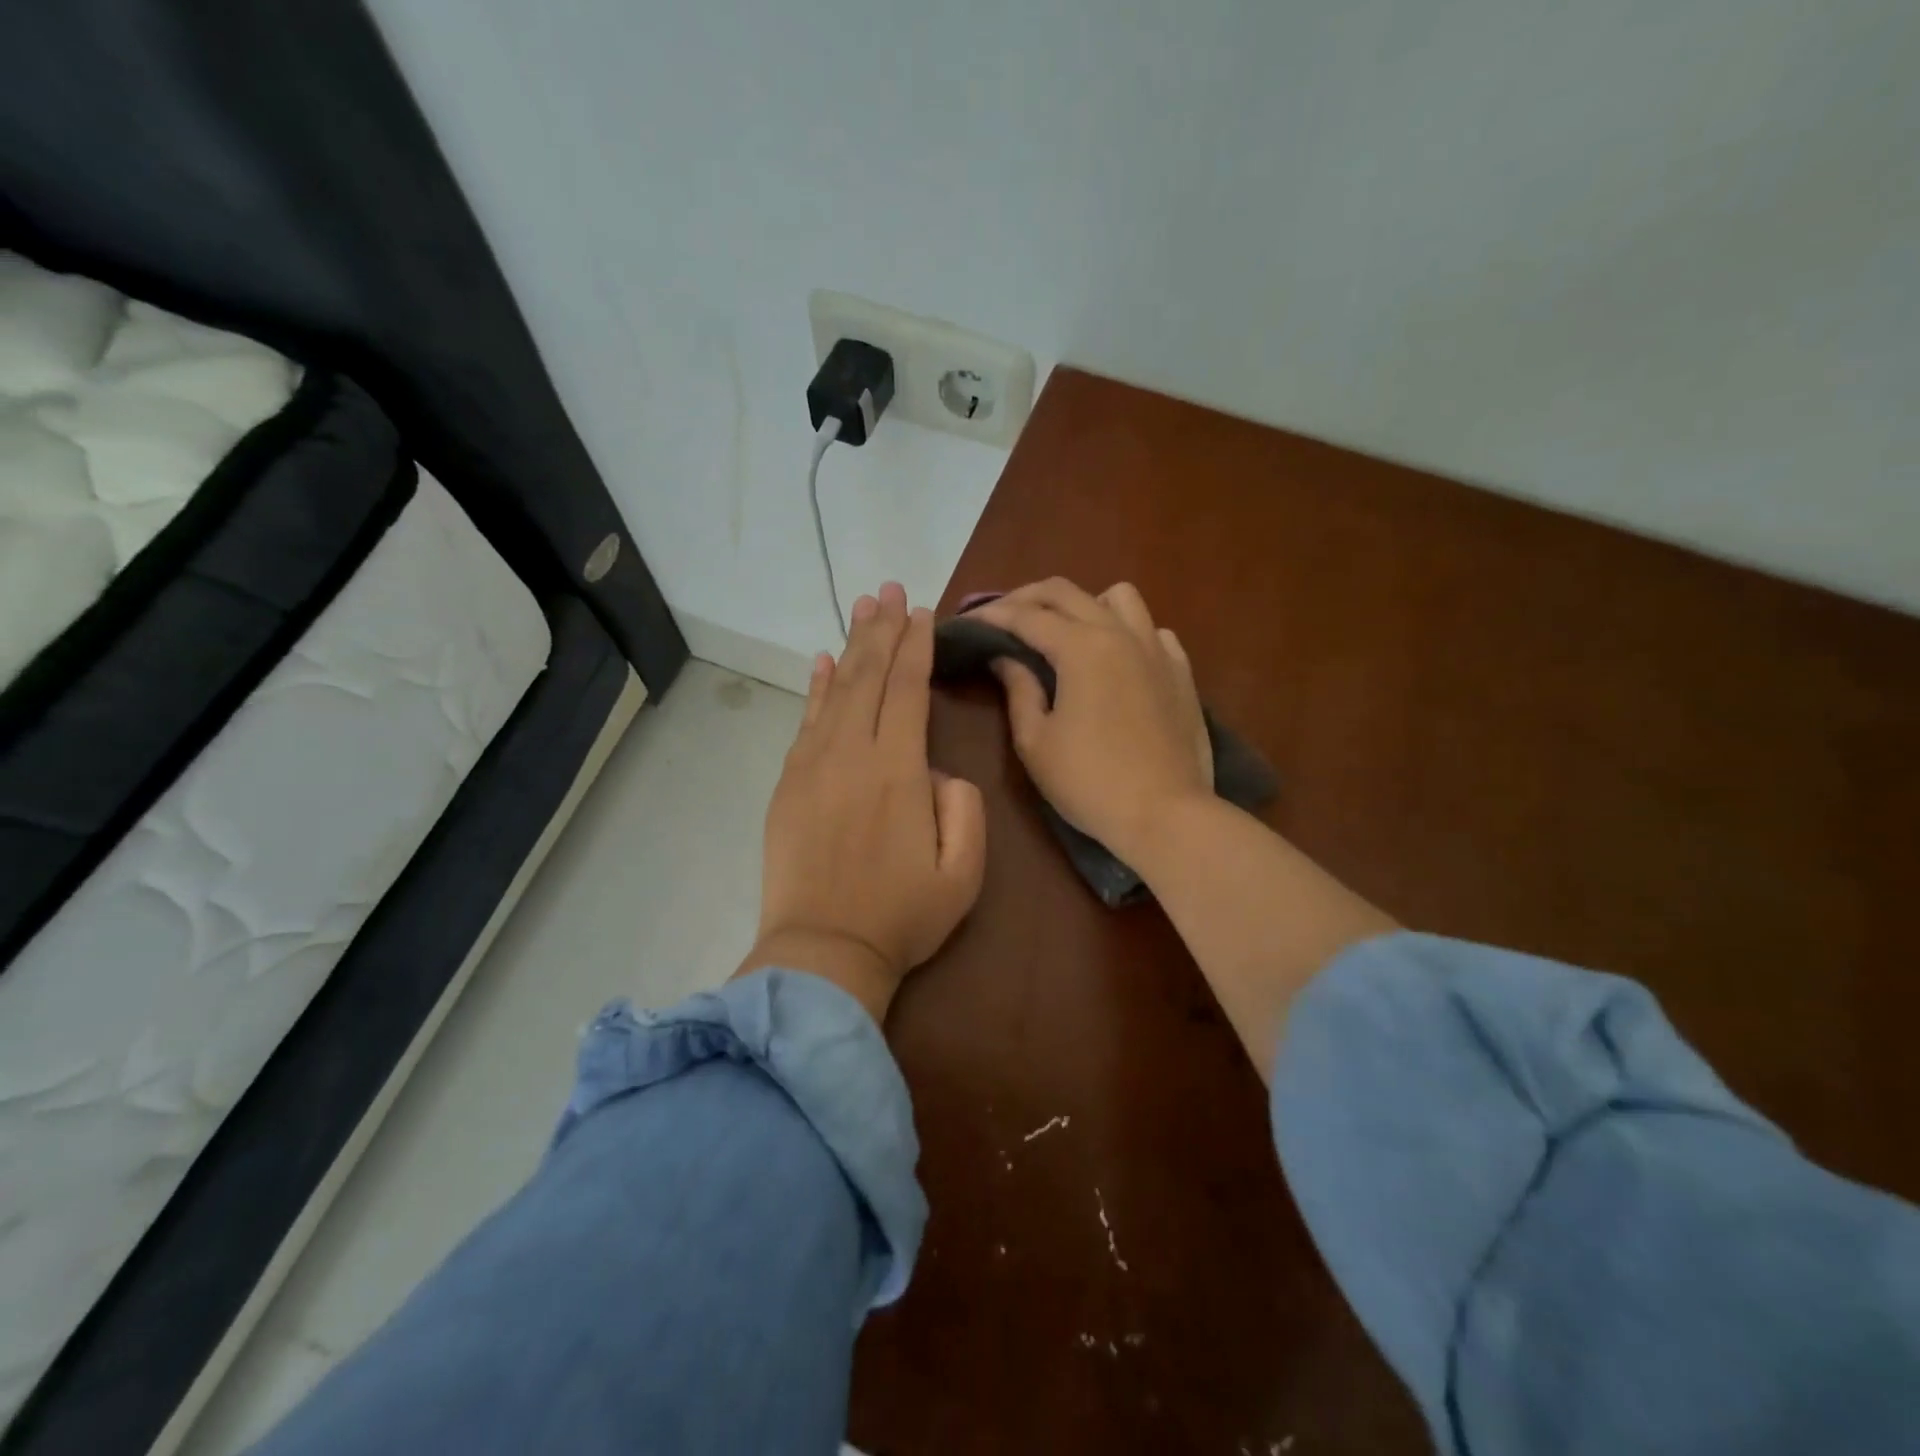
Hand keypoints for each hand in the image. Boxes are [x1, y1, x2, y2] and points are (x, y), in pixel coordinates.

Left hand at [741, 582, 986, 1023]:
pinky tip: (823, 662)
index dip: (915, 647)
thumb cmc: (901, 917)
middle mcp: (851, 755)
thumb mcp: (963, 872)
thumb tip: (937, 772)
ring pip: (836, 691)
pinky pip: (806, 722)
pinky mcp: (788, 784)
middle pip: (868, 677)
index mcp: (897, 772)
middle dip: (882, 630)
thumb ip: (964, 809)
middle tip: (890, 588)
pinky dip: (816, 687)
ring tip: (863, 607)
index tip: (922, 611)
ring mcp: (812, 766)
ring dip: (851, 646)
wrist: (823, 952)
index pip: (907, 691)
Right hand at [972, 579, 1211, 864]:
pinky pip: (1152, 629)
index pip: (1026, 616)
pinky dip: (1126, 630)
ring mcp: (1157, 649)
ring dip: (1083, 603)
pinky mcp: (1180, 671)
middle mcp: (1120, 633)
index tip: (967, 622)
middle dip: (1026, 598)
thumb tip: (1005, 657)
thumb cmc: (1090, 783)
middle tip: (1001, 617)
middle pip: (1067, 592)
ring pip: (1118, 597)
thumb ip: (1018, 690)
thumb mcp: (1036, 742)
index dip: (991, 615)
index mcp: (1081, 647)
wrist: (1166, 815)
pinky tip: (1115, 657)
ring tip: (1064, 630)